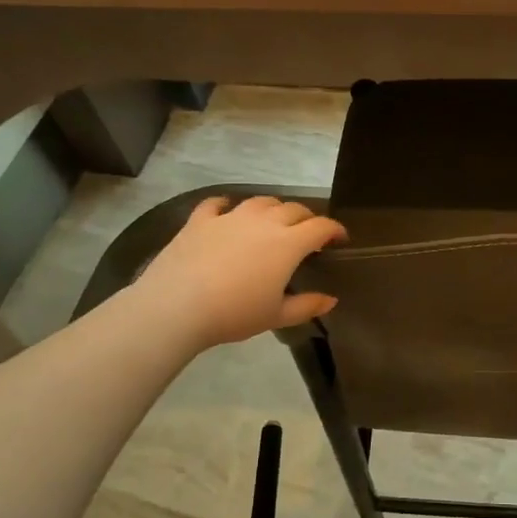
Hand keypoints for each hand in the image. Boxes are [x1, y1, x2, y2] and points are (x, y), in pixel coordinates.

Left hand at [133, 196, 345, 350]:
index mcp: (288, 243)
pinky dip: (226, 205)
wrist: (177, 306)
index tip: (339, 239)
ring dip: (272, 208)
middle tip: (308, 233)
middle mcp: (263, 221)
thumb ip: (307, 306)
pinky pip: (216, 204)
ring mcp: (230, 217)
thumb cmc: (234, 313)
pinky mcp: (200, 220)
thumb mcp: (276, 316)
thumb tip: (331, 300)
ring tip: (272, 221)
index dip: (334, 230)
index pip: (320, 226)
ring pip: (260, 202)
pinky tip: (225, 210)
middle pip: (293, 209)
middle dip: (306, 218)